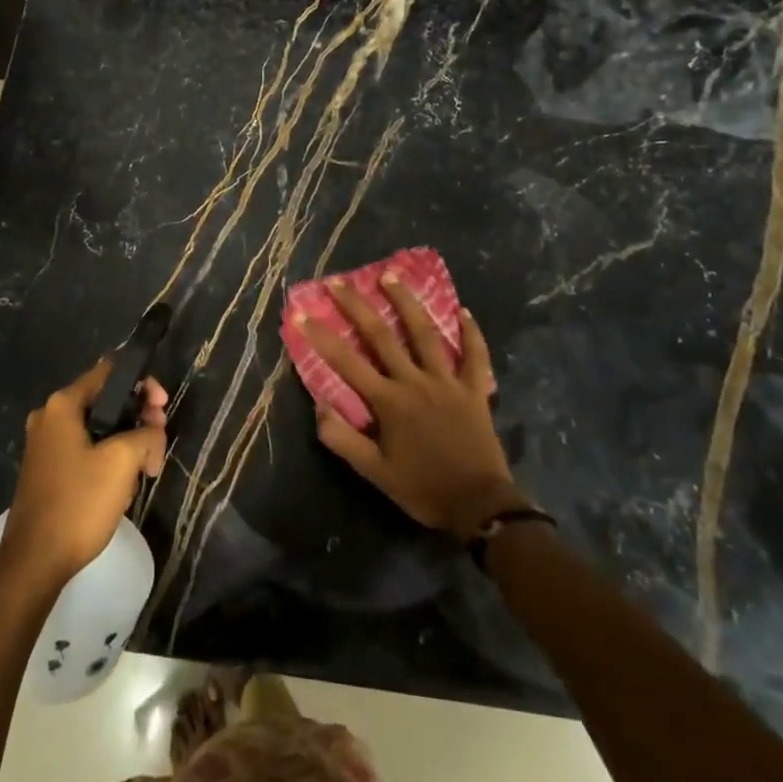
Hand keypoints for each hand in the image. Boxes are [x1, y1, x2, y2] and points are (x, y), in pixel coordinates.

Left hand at [0, 360, 167, 591]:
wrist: (34, 562)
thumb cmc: (78, 503)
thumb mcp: (122, 462)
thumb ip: (146, 434)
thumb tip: (152, 432)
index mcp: (63, 405)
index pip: (110, 372)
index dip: (142, 383)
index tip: (163, 407)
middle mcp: (50, 417)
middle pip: (105, 401)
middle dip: (138, 417)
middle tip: (158, 443)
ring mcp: (46, 445)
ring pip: (99, 428)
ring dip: (127, 442)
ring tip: (145, 470)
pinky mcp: (48, 470)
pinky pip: (86, 450)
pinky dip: (108, 459)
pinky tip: (123, 484)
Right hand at [300, 276, 522, 537]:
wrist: (480, 506)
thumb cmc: (423, 489)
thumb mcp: (374, 472)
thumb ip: (342, 439)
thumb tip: (318, 405)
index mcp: (389, 402)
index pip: (346, 362)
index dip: (322, 337)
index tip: (302, 313)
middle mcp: (415, 382)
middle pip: (382, 336)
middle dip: (357, 306)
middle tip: (340, 281)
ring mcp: (448, 382)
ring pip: (425, 334)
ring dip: (406, 302)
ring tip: (391, 275)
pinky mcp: (475, 390)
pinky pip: (475, 356)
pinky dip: (471, 333)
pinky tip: (464, 311)